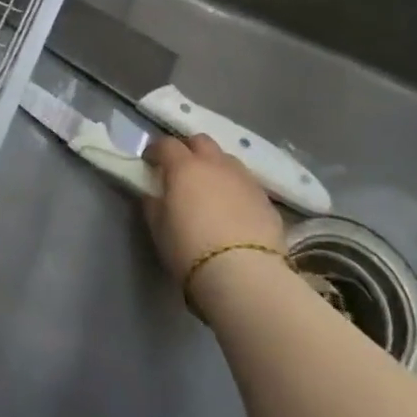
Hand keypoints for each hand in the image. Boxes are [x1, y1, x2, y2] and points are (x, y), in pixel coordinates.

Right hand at [142, 133, 286, 282]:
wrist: (244, 275)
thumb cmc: (190, 249)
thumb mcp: (158, 228)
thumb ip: (154, 204)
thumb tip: (154, 194)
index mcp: (185, 167)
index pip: (166, 144)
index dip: (156, 150)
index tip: (150, 162)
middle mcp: (215, 164)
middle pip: (201, 141)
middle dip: (189, 149)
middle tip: (181, 169)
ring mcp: (244, 180)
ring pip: (227, 160)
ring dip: (215, 167)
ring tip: (210, 189)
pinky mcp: (266, 200)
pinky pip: (246, 183)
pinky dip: (235, 188)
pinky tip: (233, 209)